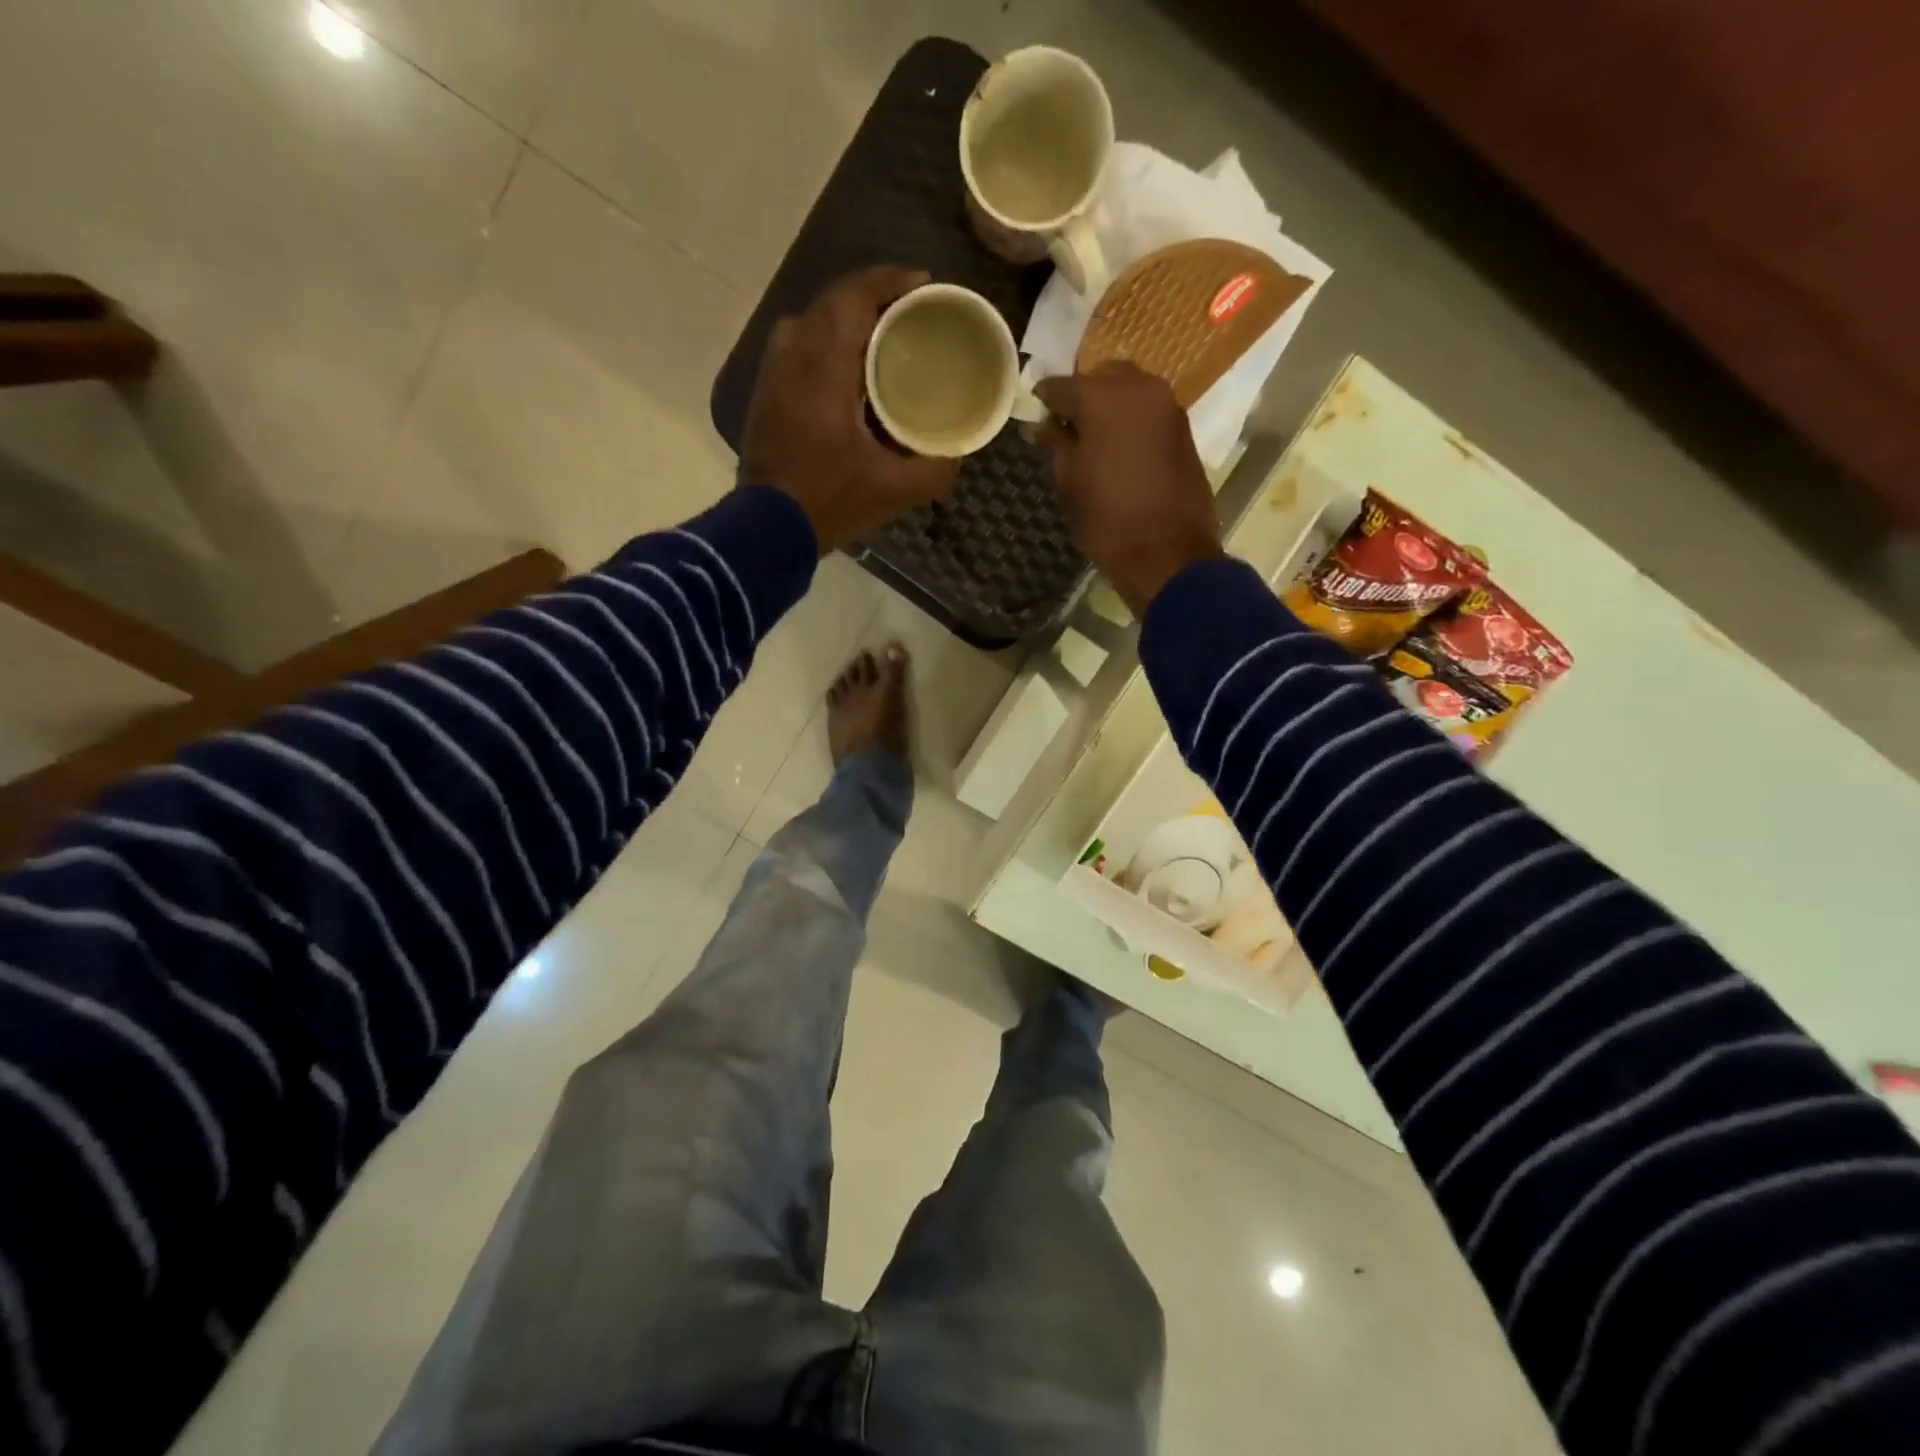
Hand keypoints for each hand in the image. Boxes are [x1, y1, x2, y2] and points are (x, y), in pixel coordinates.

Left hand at [739, 265, 959, 553]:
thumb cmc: (829, 500)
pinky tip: (849, 374)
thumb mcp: (894, 490)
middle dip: (873, 298)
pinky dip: (827, 347)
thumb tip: (958, 454)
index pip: (854, 295)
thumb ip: (935, 468)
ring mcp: (773, 374)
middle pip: (833, 303)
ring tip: (881, 340)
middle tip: (909, 314)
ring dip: (846, 322)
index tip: (923, 282)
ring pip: (812, 324)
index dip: (889, 280)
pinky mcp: (766, 395)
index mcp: (824, 365)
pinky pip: (799, 350)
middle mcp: (793, 354)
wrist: (767, 529)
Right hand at [1034, 362, 1224, 614]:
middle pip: (1100, 376)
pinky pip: (1148, 408)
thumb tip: (1039, 425)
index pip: (1061, 385)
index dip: (1044, 402)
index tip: (1035, 418)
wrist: (1169, 555)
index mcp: (1102, 397)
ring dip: (1109, 405)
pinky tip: (1119, 447)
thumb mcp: (1070, 483)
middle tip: (1066, 429)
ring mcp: (1167, 405)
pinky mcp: (1183, 427)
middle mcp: (1138, 387)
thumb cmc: (1108, 522)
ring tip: (1093, 440)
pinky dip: (1131, 419)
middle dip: (1081, 396)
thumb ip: (1054, 445)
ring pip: (1129, 388)